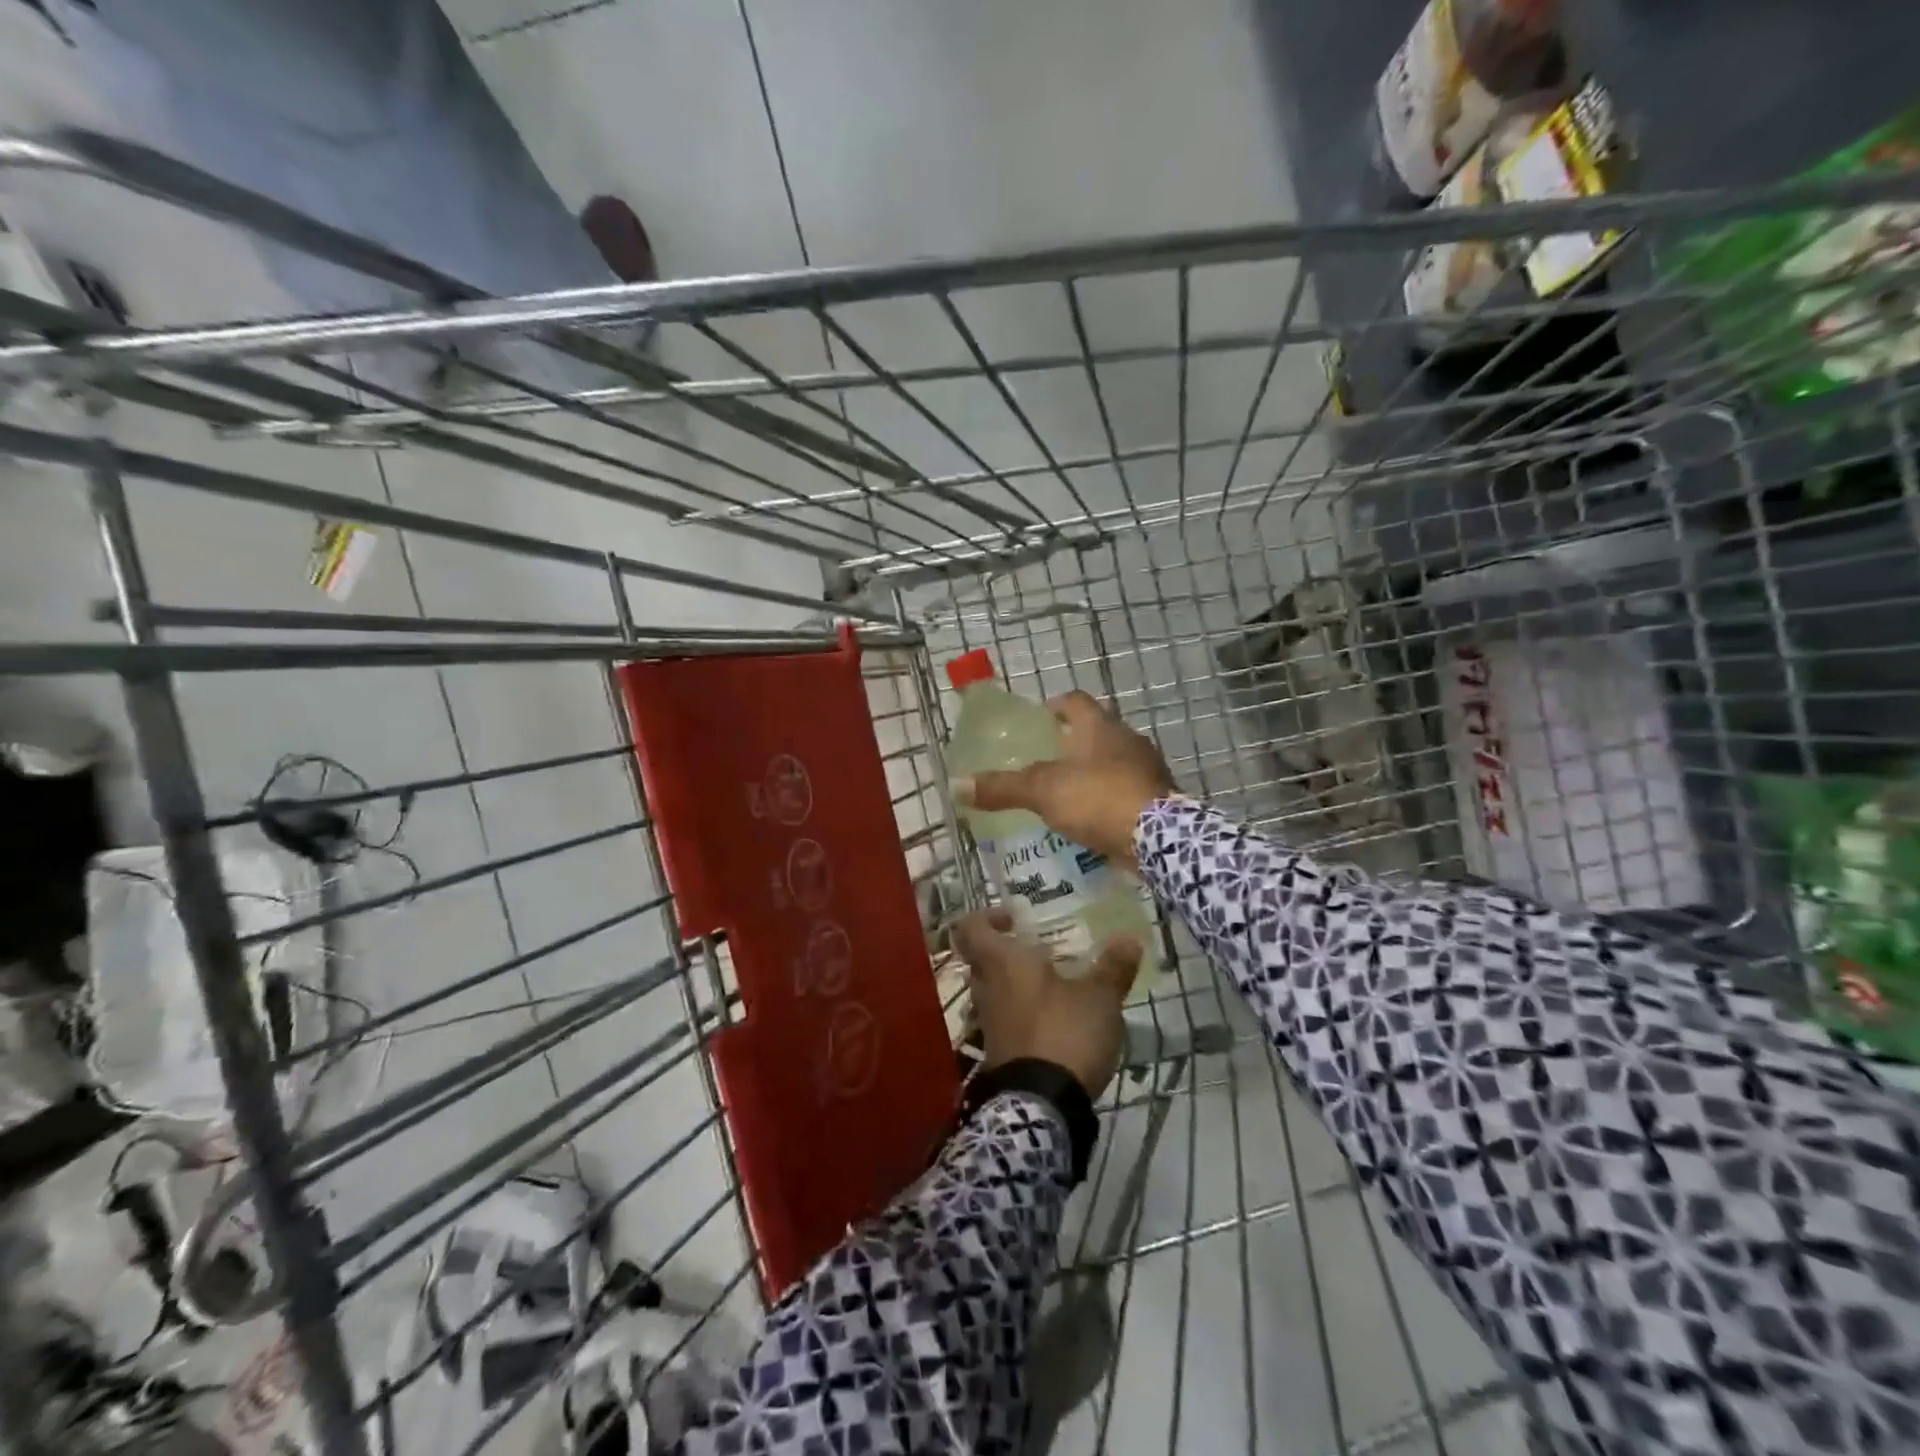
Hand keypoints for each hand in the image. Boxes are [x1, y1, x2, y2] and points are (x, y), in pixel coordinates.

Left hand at [953, 908, 1140, 1097]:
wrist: (1041, 1106)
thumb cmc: (1065, 1033)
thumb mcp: (1099, 998)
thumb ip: (1113, 968)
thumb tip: (1129, 939)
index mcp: (1002, 963)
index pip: (970, 928)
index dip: (986, 917)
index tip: (1014, 919)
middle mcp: (987, 988)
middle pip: (982, 960)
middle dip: (1008, 952)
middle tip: (1041, 950)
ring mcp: (988, 1023)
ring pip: (994, 991)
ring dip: (1017, 985)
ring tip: (1055, 984)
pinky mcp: (997, 1051)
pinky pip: (1004, 1019)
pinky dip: (1023, 1013)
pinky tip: (1055, 1019)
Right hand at [956, 691, 1174, 869]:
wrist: (1158, 838)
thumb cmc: (1098, 798)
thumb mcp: (1043, 791)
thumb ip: (1003, 787)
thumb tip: (956, 785)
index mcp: (1100, 727)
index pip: (1076, 701)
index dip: (1056, 705)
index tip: (1041, 715)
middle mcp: (1128, 741)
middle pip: (1097, 731)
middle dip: (1074, 741)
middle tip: (1047, 757)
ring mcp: (1147, 769)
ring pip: (1113, 762)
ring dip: (1092, 771)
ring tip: (1066, 791)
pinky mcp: (1157, 798)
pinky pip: (1126, 791)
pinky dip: (1108, 798)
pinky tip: (1091, 818)